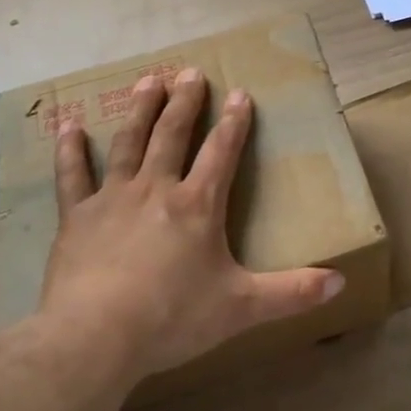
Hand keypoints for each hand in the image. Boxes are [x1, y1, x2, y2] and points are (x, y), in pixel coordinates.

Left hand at [41, 68, 344, 382]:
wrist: (94, 337)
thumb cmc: (172, 318)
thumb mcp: (241, 307)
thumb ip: (291, 293)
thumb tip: (340, 283)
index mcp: (198, 205)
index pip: (222, 152)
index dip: (235, 122)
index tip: (240, 93)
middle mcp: (157, 189)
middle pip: (173, 134)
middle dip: (185, 102)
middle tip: (190, 73)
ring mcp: (114, 198)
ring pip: (129, 142)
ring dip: (141, 110)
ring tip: (148, 80)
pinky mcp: (77, 217)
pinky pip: (73, 176)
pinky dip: (71, 150)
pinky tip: (69, 126)